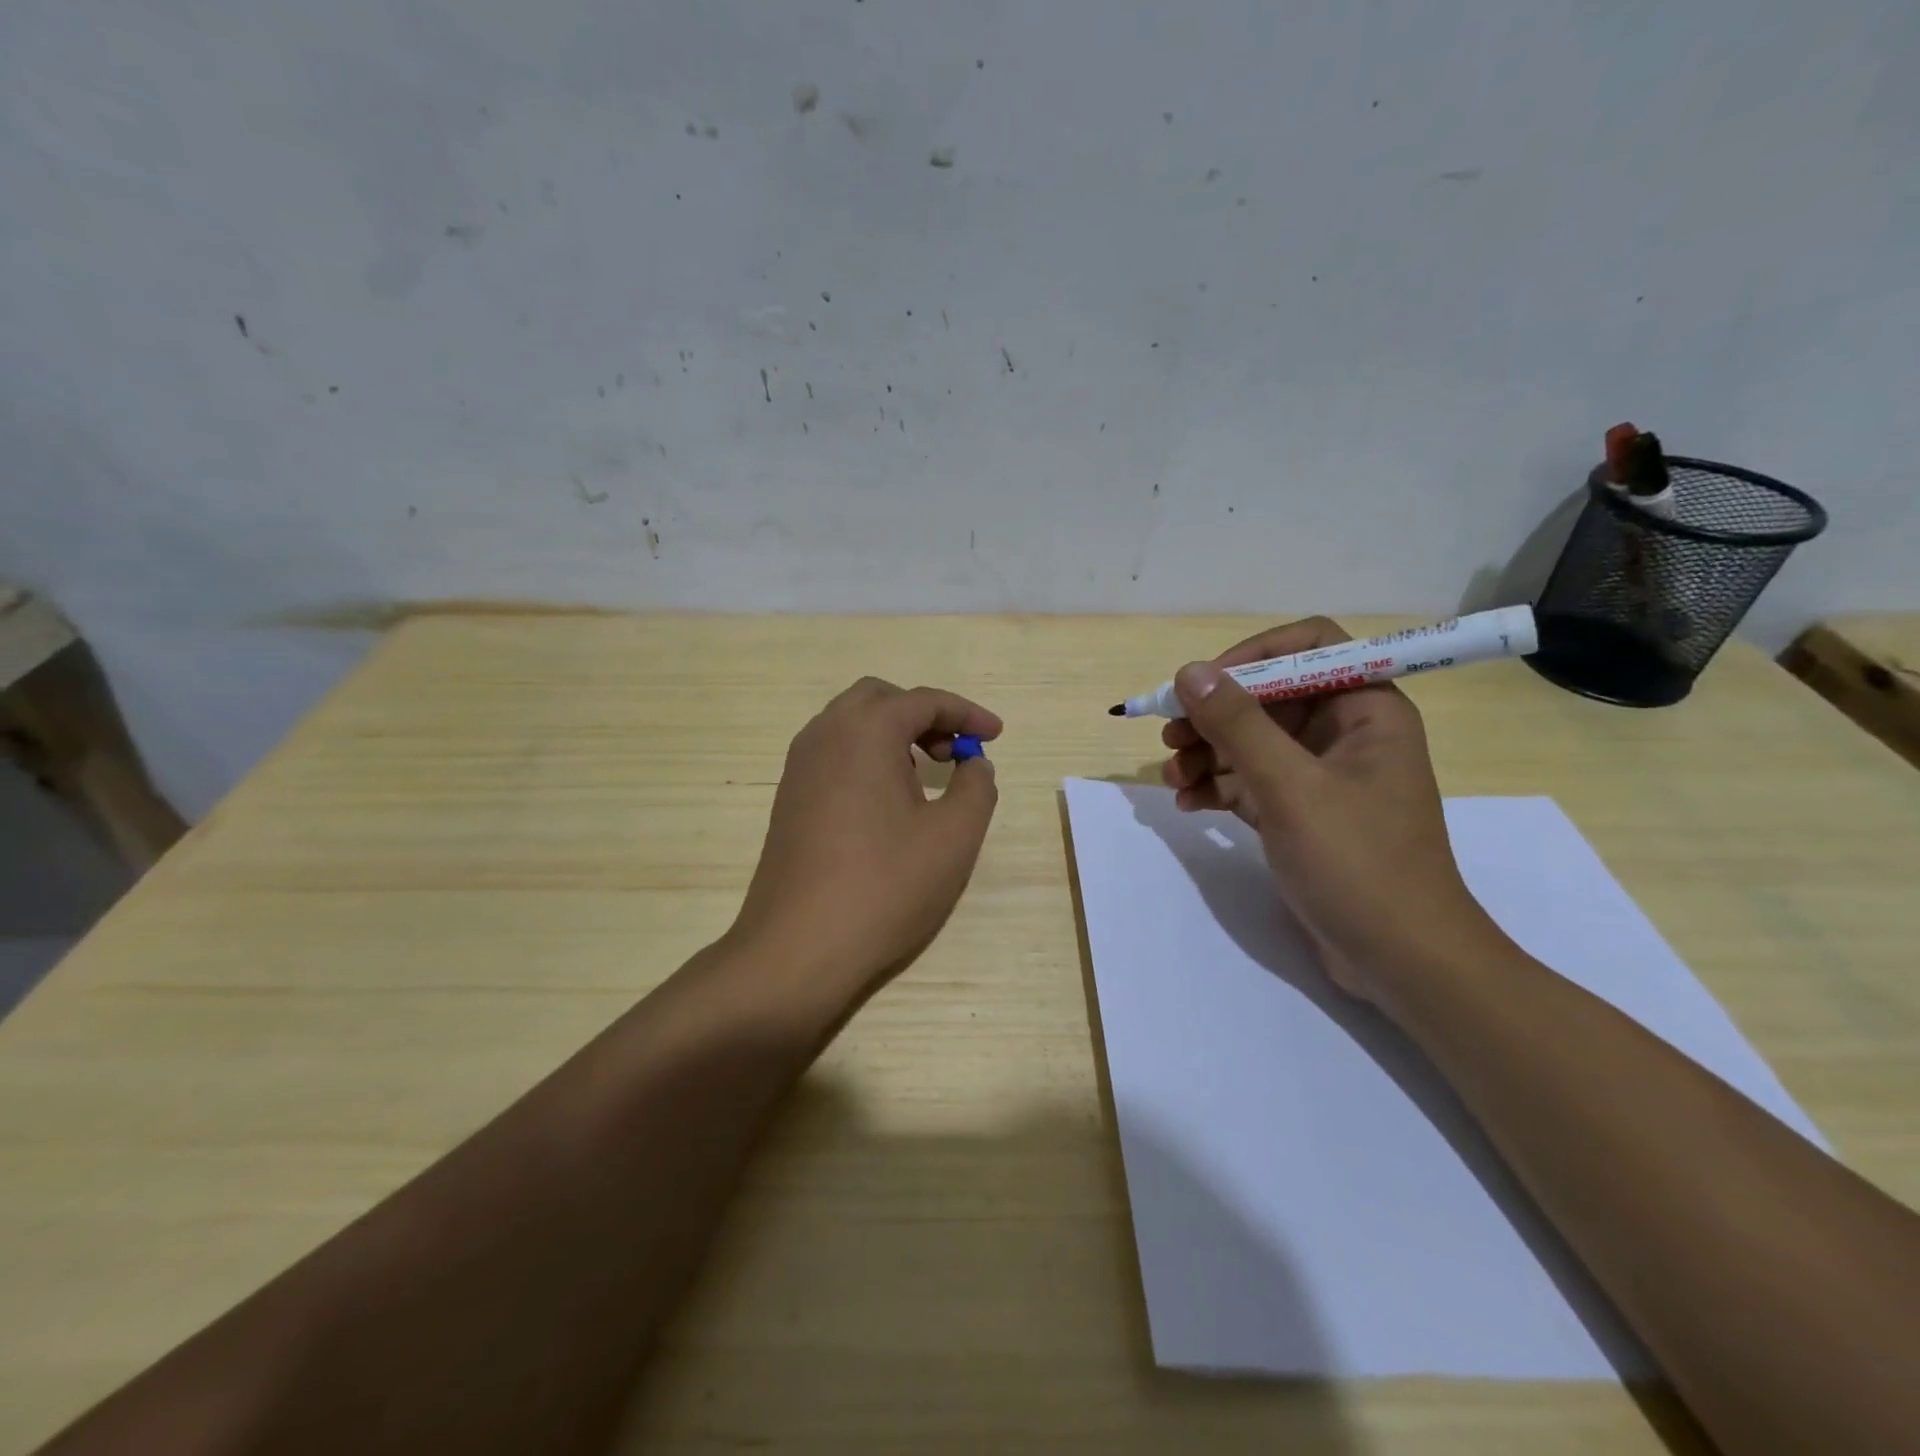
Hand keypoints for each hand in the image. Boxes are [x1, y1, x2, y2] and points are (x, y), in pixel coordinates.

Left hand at [728, 678, 1000, 1007]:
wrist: (797, 948)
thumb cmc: (884, 886)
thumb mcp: (953, 836)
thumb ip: (976, 786)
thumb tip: (973, 763)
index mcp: (865, 731)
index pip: (923, 700)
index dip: (966, 713)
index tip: (996, 735)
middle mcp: (825, 735)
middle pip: (881, 700)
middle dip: (924, 715)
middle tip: (955, 752)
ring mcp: (799, 766)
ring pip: (852, 724)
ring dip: (893, 734)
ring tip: (925, 775)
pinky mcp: (789, 798)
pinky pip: (834, 754)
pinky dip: (868, 756)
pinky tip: (888, 801)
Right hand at [1159, 617, 1502, 1005]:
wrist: (1401, 960)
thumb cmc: (1357, 863)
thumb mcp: (1290, 788)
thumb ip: (1239, 725)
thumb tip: (1191, 671)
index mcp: (1366, 710)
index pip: (1309, 647)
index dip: (1253, 656)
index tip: (1204, 685)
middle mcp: (1346, 733)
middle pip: (1269, 697)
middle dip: (1216, 715)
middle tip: (1170, 738)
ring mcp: (1322, 776)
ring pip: (1254, 742)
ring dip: (1208, 754)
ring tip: (1171, 778)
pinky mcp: (1302, 813)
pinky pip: (1252, 781)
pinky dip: (1218, 787)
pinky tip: (1188, 804)